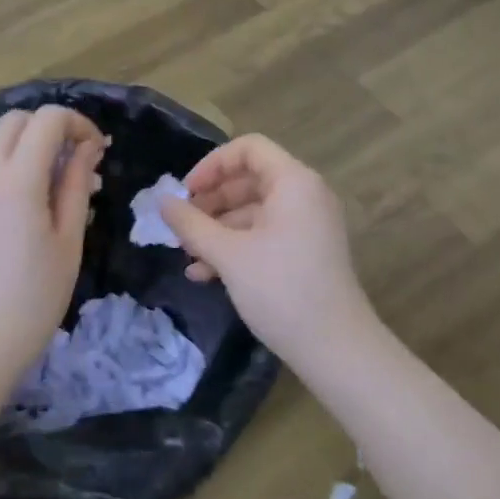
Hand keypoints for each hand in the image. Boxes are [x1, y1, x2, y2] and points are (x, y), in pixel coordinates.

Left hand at [0, 105, 105, 384]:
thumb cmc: (32, 300)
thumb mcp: (68, 241)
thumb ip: (76, 185)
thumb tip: (87, 147)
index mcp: (16, 180)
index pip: (47, 119)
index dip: (78, 123)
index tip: (98, 150)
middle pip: (15, 120)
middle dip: (50, 126)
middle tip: (77, 158)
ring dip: (29, 146)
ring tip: (58, 186)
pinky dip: (10, 168)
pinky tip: (30, 208)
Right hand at [161, 134, 376, 367]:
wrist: (336, 349)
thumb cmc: (281, 289)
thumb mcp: (229, 254)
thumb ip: (192, 224)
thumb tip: (163, 202)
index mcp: (294, 181)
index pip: (249, 148)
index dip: (212, 165)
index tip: (186, 192)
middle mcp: (306, 194)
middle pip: (250, 179)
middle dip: (211, 201)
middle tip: (181, 225)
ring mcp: (309, 224)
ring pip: (255, 211)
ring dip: (218, 228)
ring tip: (187, 254)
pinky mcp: (308, 251)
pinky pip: (266, 234)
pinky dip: (237, 246)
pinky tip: (205, 274)